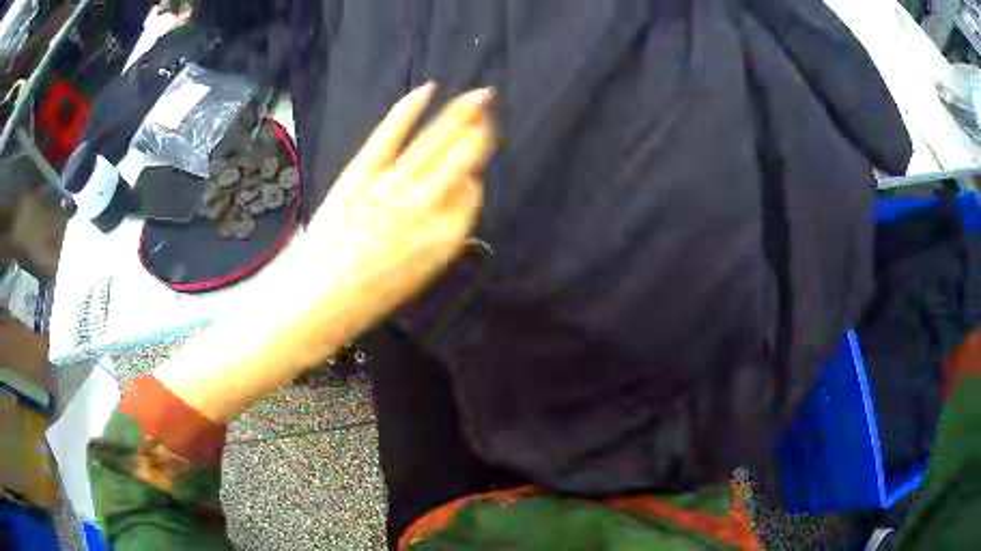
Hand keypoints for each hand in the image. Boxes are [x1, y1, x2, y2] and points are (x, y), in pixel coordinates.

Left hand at [153, 84, 496, 421]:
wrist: (319, 300)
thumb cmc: (371, 297)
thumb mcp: (423, 274)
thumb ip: (446, 233)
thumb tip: (459, 194)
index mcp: (447, 237)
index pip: (473, 194)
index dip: (474, 177)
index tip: (473, 167)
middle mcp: (427, 206)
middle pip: (462, 158)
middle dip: (480, 128)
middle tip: (490, 102)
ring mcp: (393, 185)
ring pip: (434, 142)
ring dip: (459, 113)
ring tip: (479, 94)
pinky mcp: (362, 172)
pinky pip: (391, 134)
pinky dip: (408, 110)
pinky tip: (427, 89)